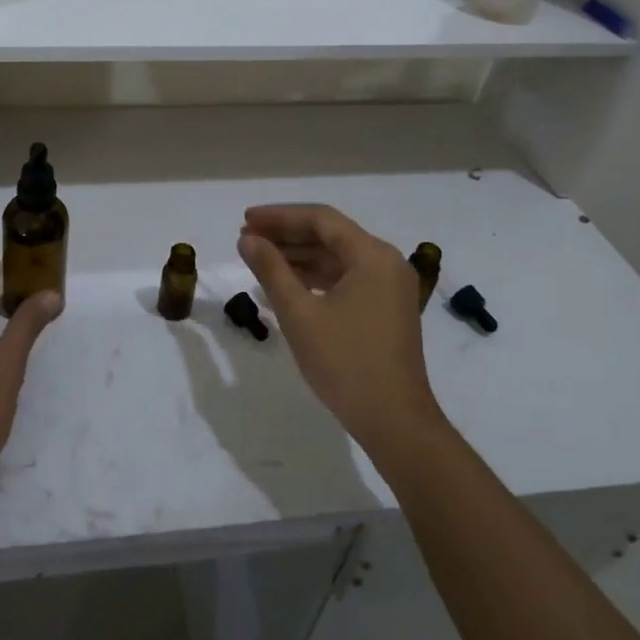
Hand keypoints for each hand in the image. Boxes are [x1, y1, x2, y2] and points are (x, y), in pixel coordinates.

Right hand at [238, 205, 444, 458]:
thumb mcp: (299, 314)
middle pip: (330, 235)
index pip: (321, 219)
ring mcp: (389, 287)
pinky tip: (285, 284)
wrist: (394, 422)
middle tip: (247, 239)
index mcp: (372, 256)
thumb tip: (247, 239)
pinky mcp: (385, 309)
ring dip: (299, 256)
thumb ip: (271, 269)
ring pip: (337, 257)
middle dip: (287, 234)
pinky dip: (315, 277)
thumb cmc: (345, 363)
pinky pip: (346, 279)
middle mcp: (386, 263)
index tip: (245, 220)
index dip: (279, 216)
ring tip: (259, 258)